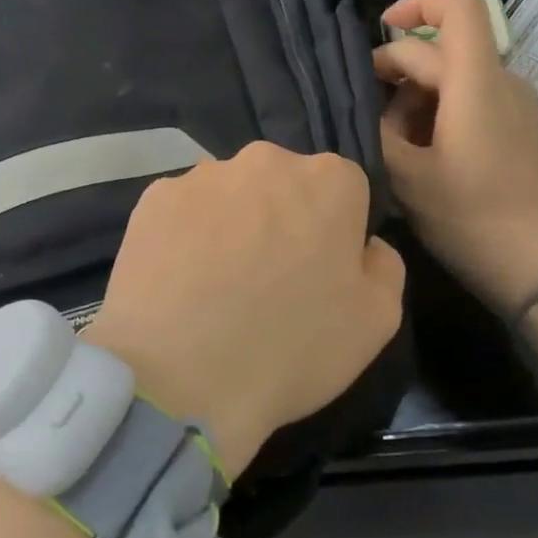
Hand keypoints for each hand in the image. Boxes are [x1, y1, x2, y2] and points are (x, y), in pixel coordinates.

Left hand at [84, 143, 404, 475]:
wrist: (178, 376)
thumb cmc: (290, 348)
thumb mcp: (376, 322)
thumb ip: (383, 266)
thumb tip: (366, 244)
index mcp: (328, 180)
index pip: (344, 190)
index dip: (336, 231)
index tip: (319, 272)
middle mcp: (264, 161)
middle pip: (283, 183)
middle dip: (282, 217)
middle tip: (268, 277)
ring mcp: (202, 176)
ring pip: (230, 194)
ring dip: (232, 223)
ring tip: (216, 284)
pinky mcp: (153, 198)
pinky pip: (183, 211)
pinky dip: (185, 235)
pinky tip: (180, 281)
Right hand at [373, 0, 537, 321]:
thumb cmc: (472, 219)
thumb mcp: (407, 177)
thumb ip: (378, 130)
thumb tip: (368, 106)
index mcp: (476, 83)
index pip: (458, 8)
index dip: (417, 3)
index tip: (382, 29)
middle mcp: (502, 82)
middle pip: (441, 52)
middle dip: (395, 73)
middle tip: (365, 117)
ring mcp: (517, 107)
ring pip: (454, 79)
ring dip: (415, 99)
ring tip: (392, 145)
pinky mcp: (522, 131)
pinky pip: (473, 101)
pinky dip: (440, 113)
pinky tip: (423, 156)